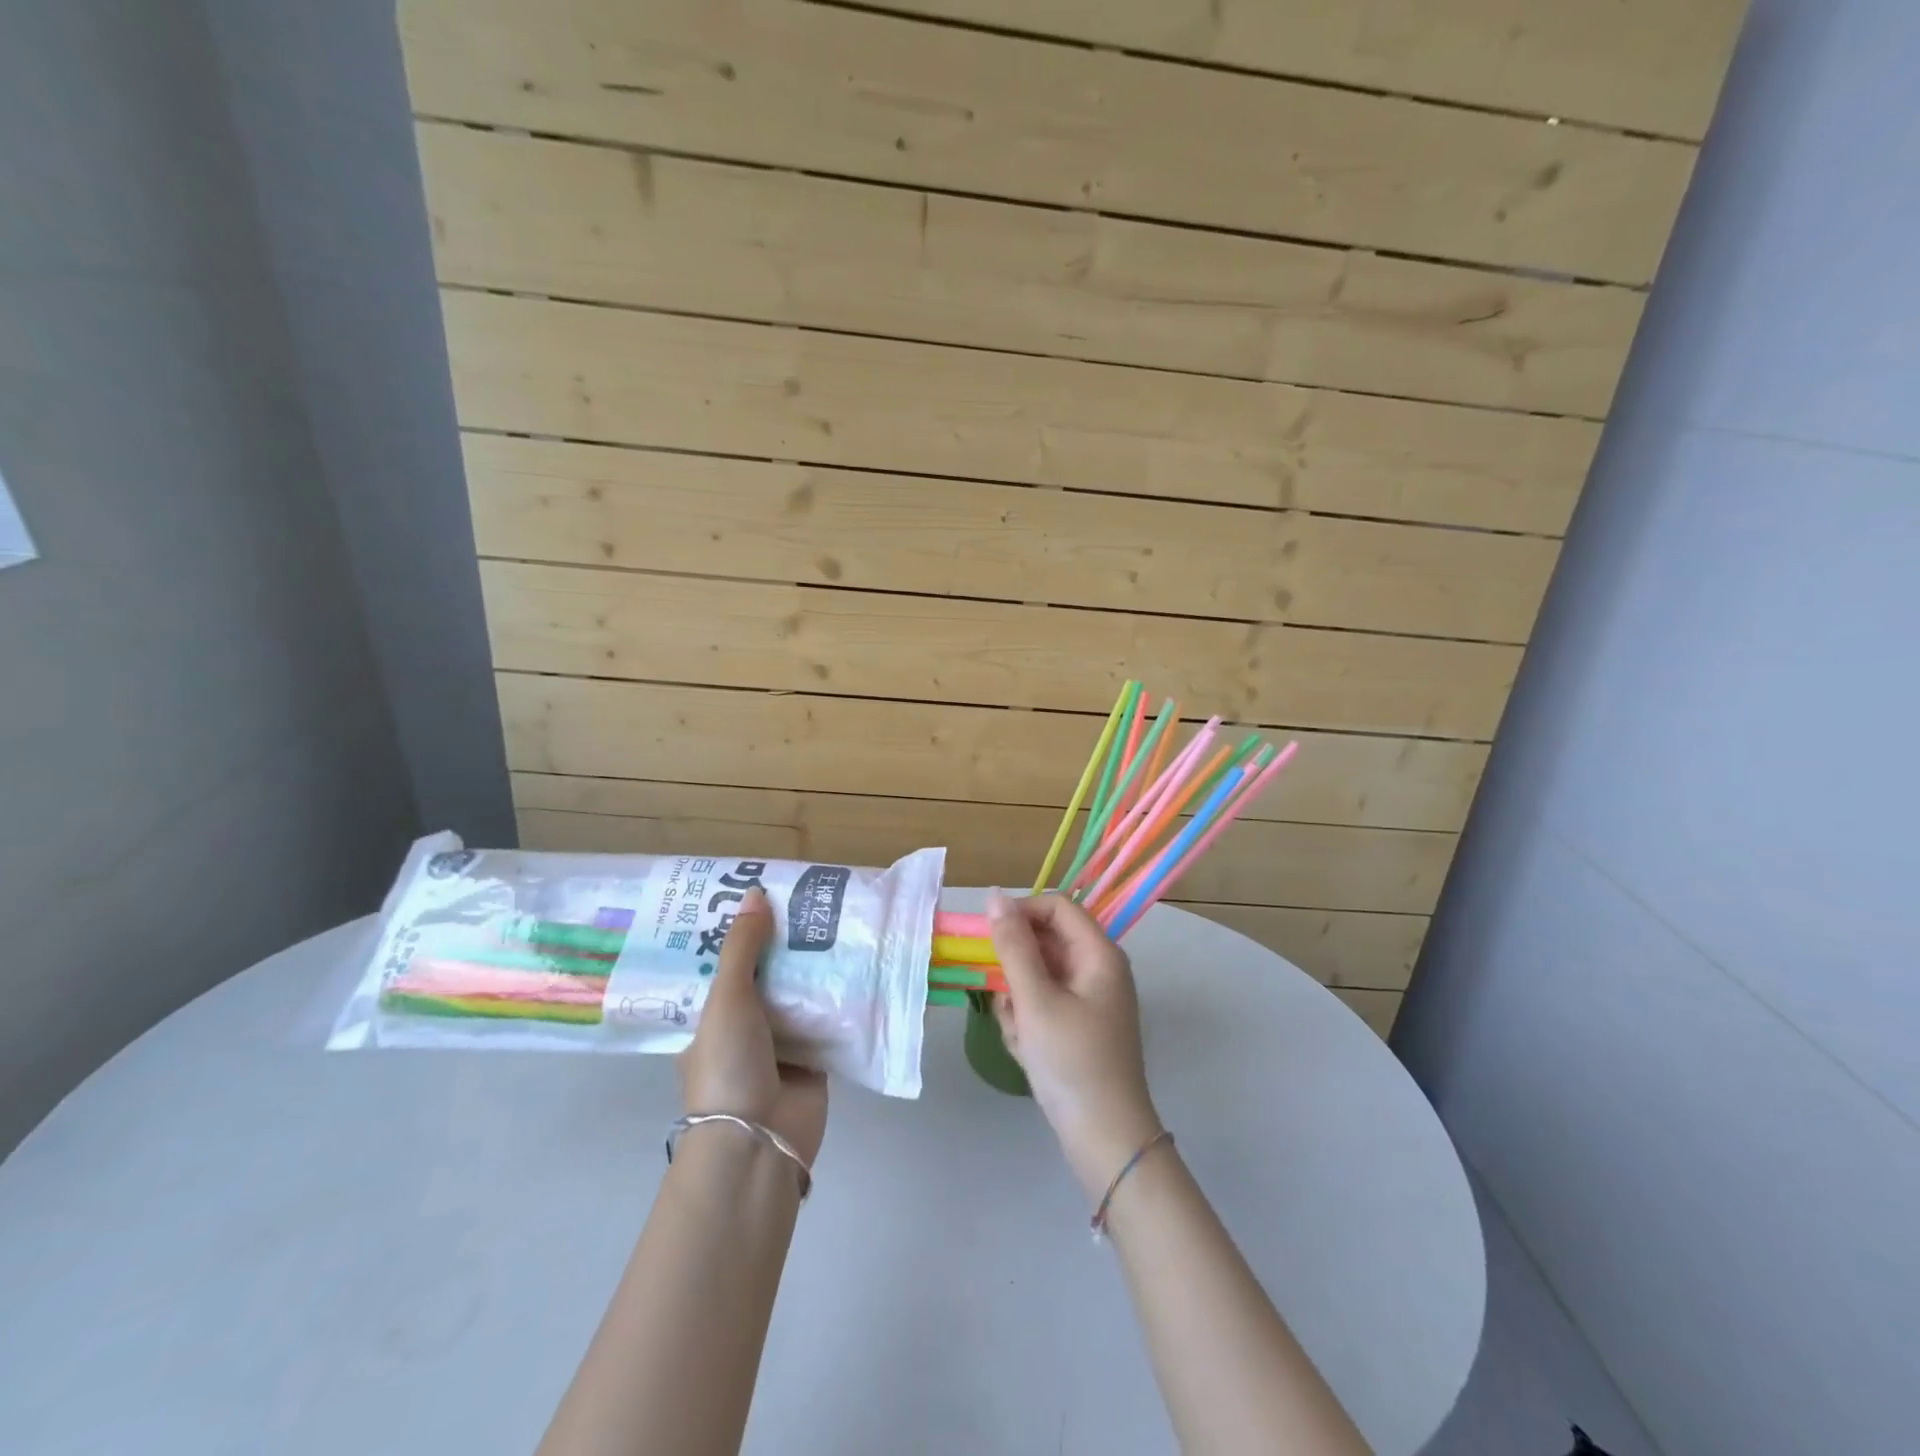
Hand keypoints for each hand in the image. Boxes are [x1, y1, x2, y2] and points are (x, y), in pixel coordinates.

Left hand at [679, 887, 828, 1166]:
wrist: (760, 1141)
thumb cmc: (728, 1066)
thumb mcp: (726, 1000)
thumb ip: (742, 948)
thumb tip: (755, 893)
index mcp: (708, 1017)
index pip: (721, 965)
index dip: (737, 932)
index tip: (758, 896)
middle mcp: (742, 1028)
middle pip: (765, 975)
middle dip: (783, 943)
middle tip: (806, 899)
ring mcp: (779, 1043)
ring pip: (798, 994)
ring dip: (814, 966)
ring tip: (836, 918)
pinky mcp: (813, 1057)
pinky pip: (828, 1018)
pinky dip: (841, 996)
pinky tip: (858, 960)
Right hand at [987, 888, 1164, 1197]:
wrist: (1105, 1140)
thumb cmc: (1072, 1062)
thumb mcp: (1035, 1000)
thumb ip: (1013, 945)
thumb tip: (994, 895)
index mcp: (1098, 954)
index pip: (1056, 906)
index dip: (1021, 912)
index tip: (988, 937)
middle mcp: (1097, 969)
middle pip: (1044, 943)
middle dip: (1016, 970)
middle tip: (1006, 1001)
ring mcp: (1089, 1000)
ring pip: (1037, 977)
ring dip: (1018, 1001)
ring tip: (1021, 1034)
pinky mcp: (1078, 1027)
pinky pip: (1042, 1005)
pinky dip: (1028, 1022)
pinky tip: (1027, 1050)